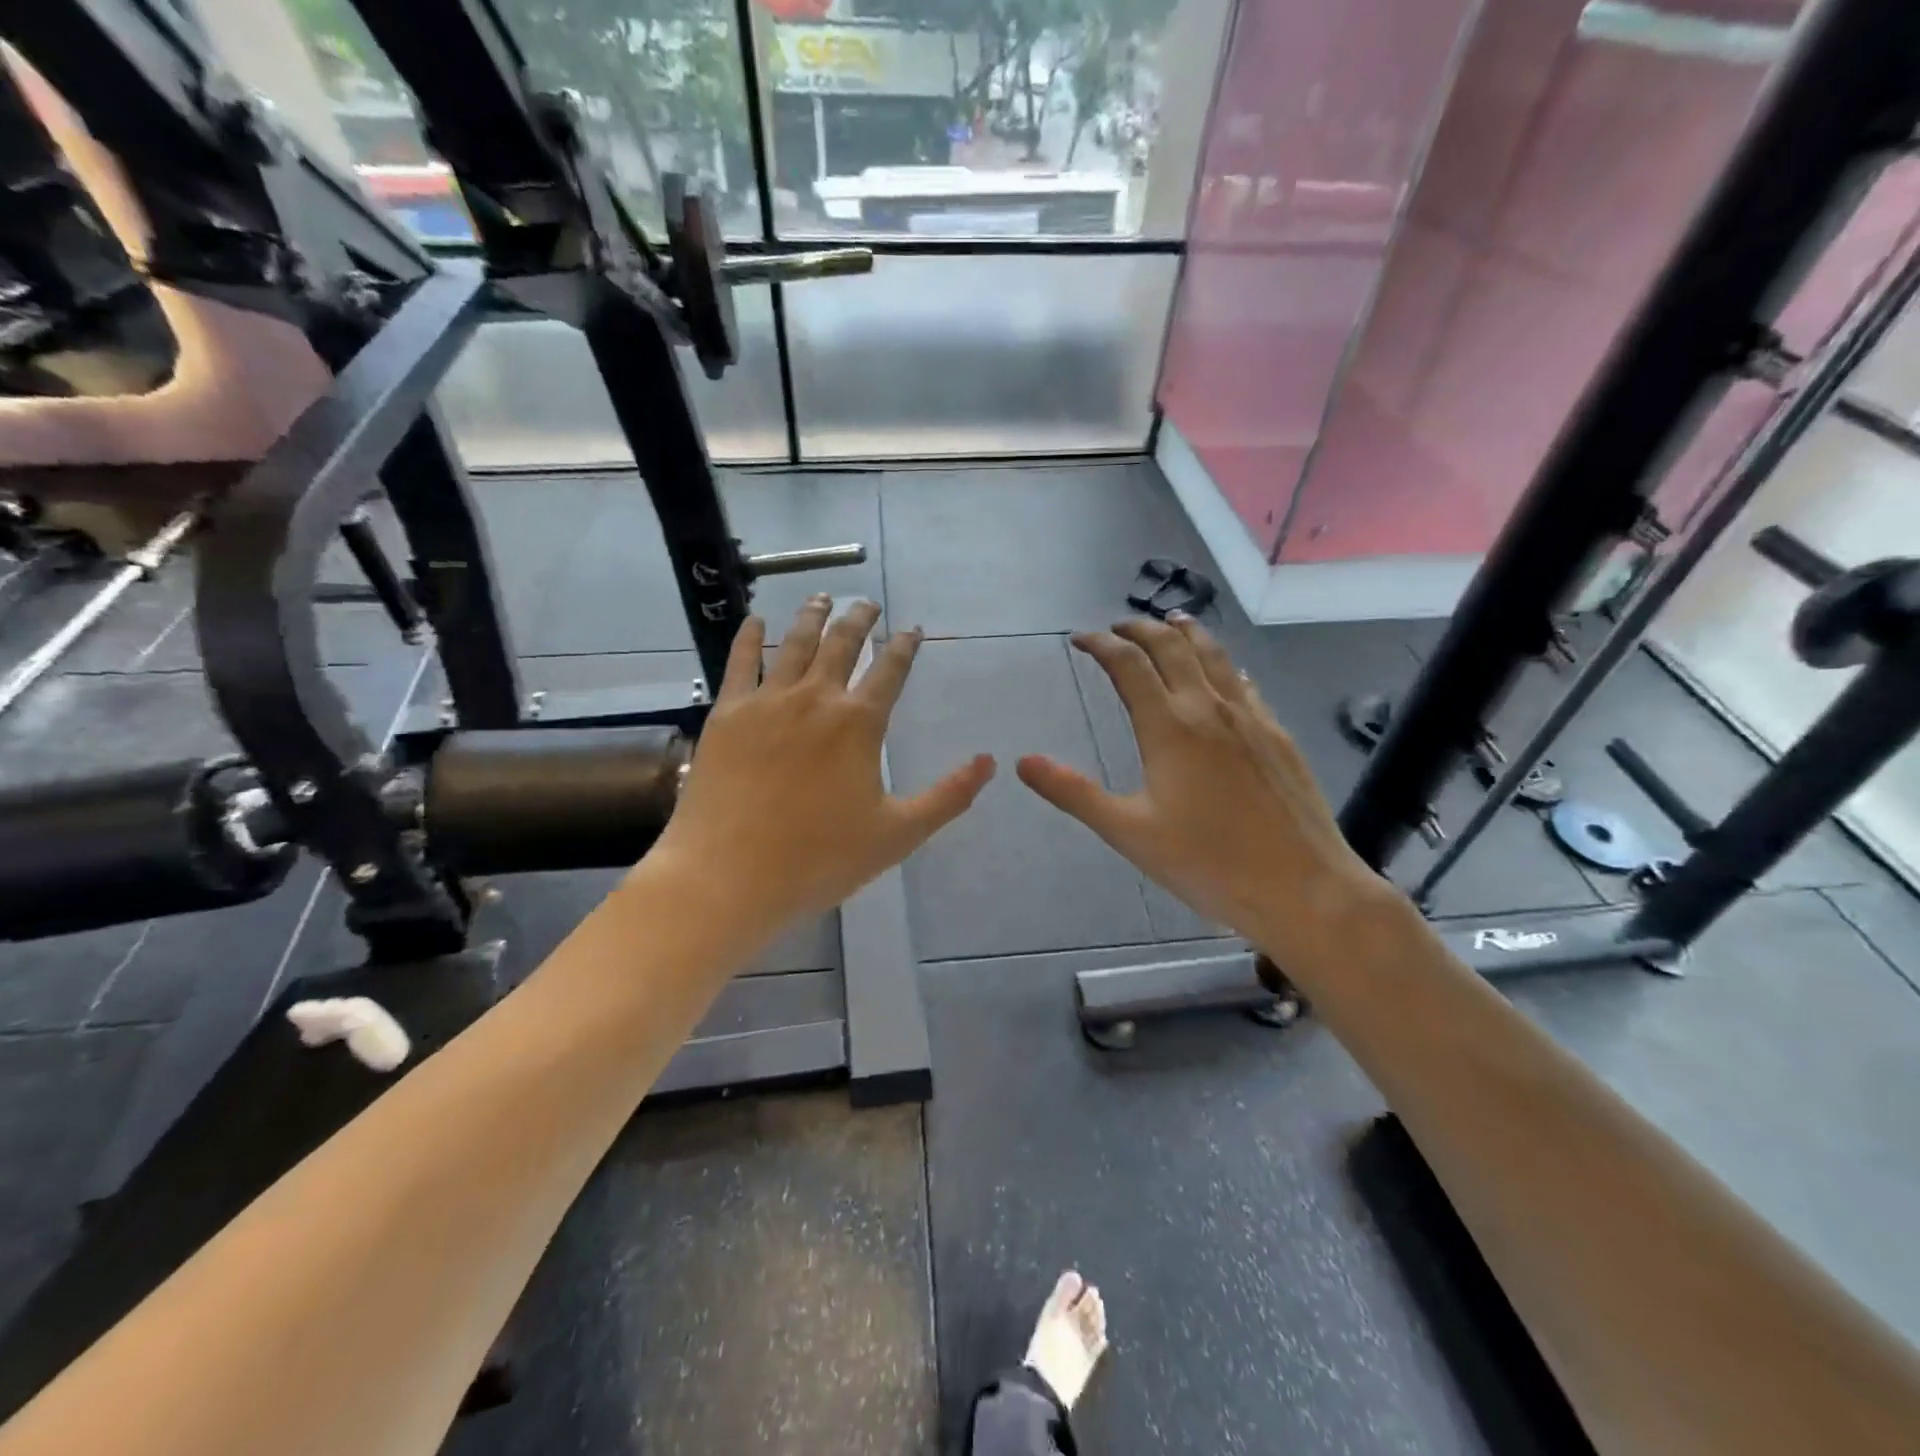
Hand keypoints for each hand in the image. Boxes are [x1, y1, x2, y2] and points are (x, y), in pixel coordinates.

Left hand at [645, 596, 993, 953]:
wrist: (729, 876)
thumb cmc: (819, 859)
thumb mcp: (898, 834)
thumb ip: (949, 796)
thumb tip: (990, 762)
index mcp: (859, 723)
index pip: (890, 670)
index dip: (905, 646)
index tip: (911, 630)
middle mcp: (816, 698)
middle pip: (843, 644)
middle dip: (860, 619)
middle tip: (868, 604)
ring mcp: (767, 702)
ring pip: (795, 643)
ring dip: (812, 616)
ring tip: (822, 597)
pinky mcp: (727, 714)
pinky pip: (740, 662)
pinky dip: (750, 637)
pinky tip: (756, 621)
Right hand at [1017, 615, 1395, 976]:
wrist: (1303, 888)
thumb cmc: (1208, 864)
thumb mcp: (1129, 833)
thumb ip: (1074, 793)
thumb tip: (1023, 761)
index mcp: (1169, 727)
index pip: (1128, 665)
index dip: (1100, 645)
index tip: (1080, 639)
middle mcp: (1209, 708)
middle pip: (1172, 645)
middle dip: (1140, 629)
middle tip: (1117, 629)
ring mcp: (1251, 717)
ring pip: (1215, 654)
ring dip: (1186, 632)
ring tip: (1171, 622)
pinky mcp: (1278, 734)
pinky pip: (1244, 682)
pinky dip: (1222, 664)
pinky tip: (1224, 674)